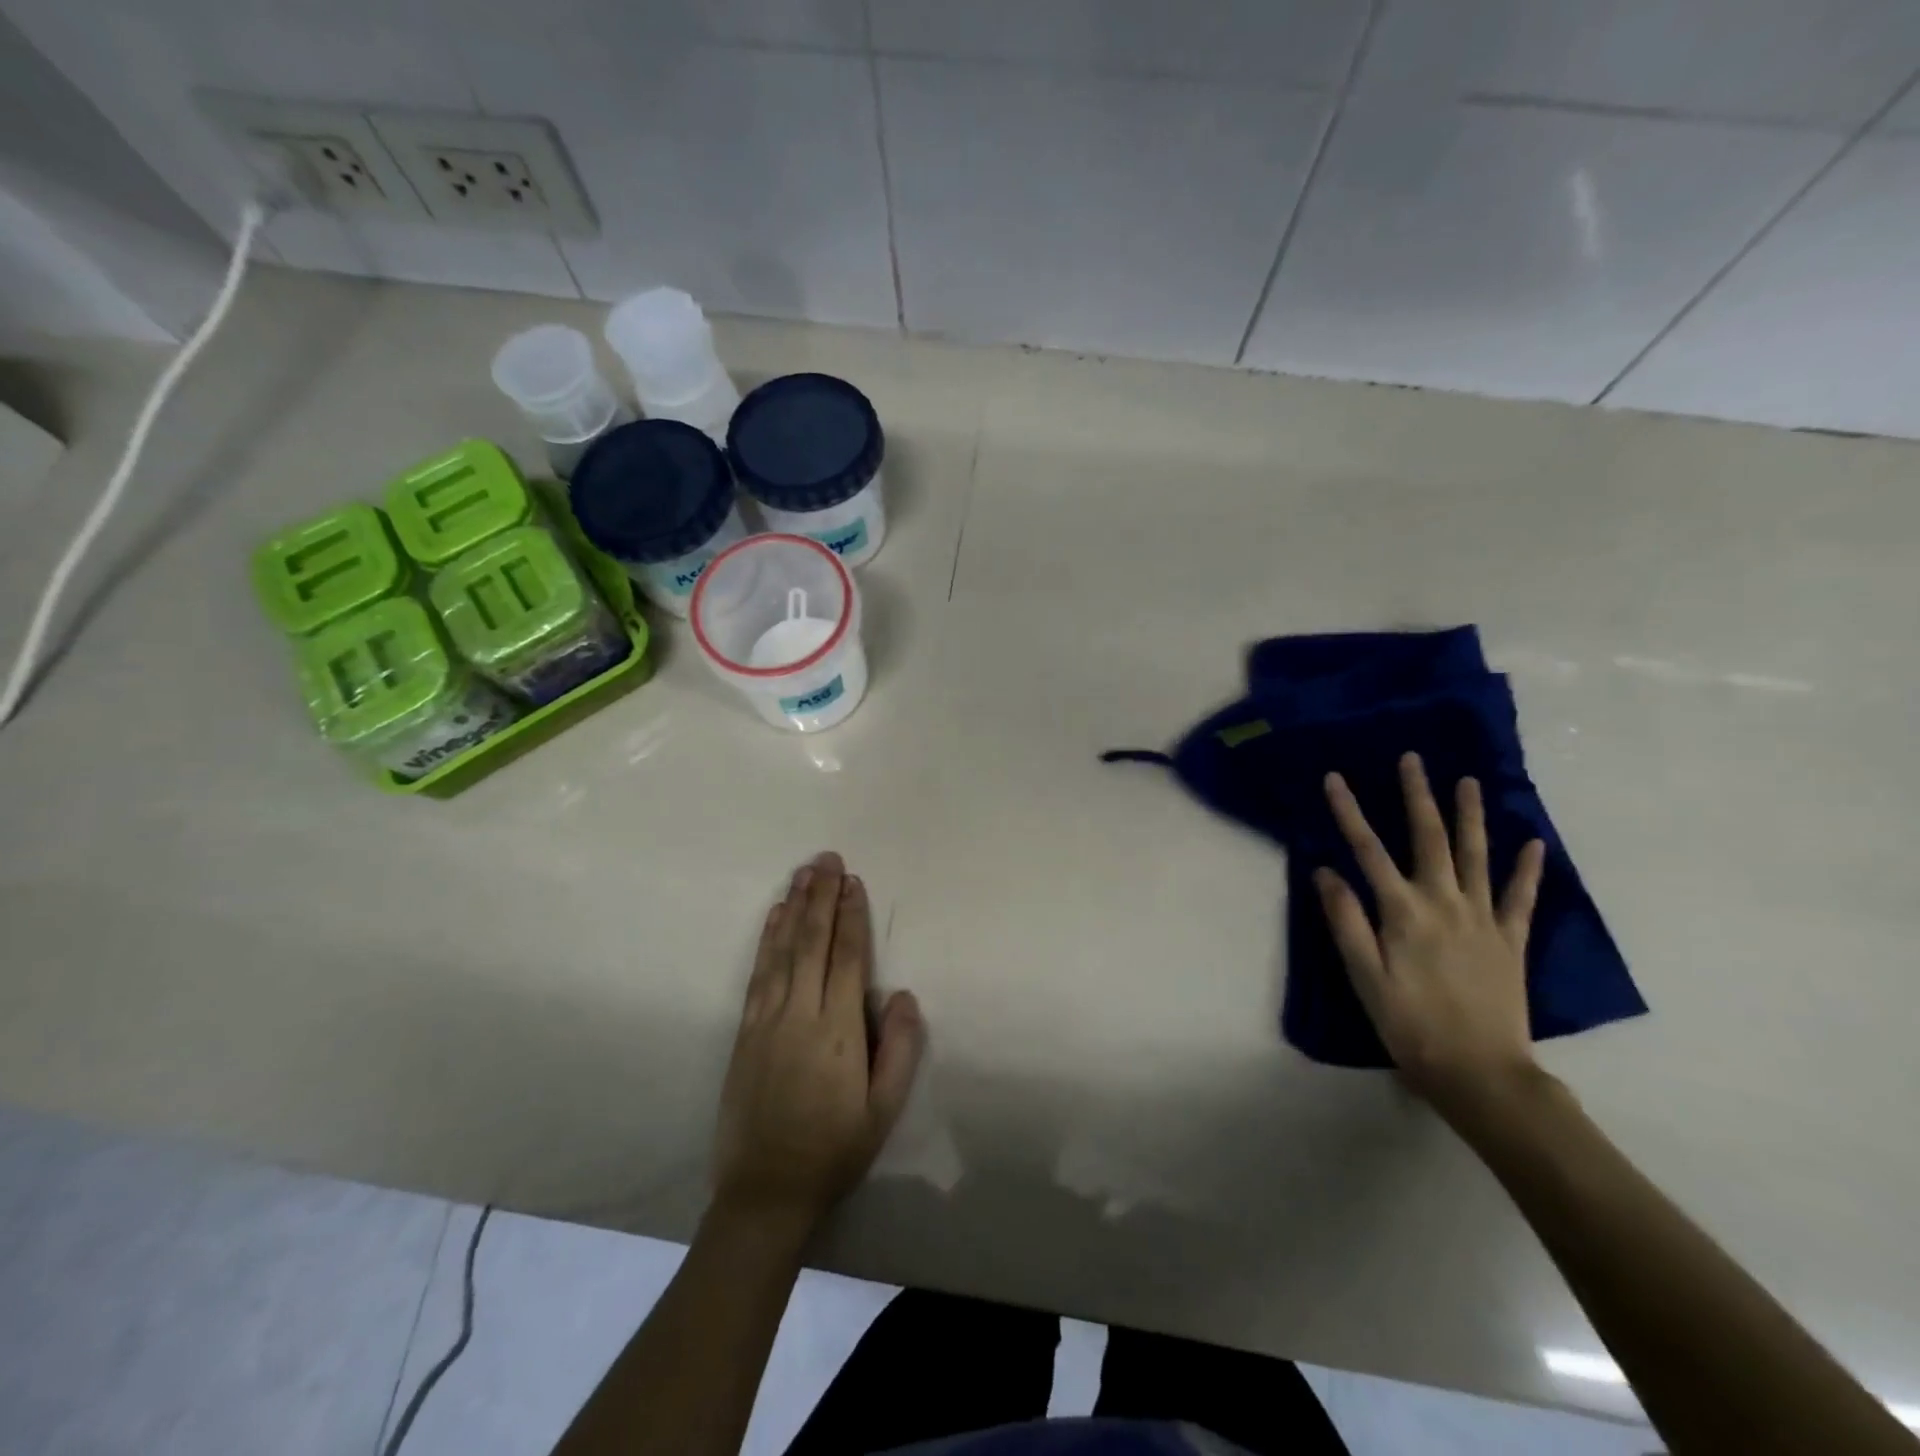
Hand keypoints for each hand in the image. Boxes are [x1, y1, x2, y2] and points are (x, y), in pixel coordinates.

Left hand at [712, 852, 925, 1242]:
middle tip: (827, 859)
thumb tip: (903, 994)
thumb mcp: (883, 1110)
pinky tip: (774, 916)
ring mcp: (767, 1020)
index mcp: (838, 1031)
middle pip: (813, 943)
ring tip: (803, 873)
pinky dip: (768, 939)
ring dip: (794, 907)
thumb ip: (898, 1049)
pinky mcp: (745, 1031)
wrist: (766, 1192)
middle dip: (822, 897)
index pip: (847, 958)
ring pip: (783, 951)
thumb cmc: (834, 1150)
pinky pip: (759, 973)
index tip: (853, 882)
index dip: (851, 916)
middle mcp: (800, 1014)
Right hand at [1315, 753, 1547, 1121]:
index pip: (1367, 850)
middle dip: (1418, 796)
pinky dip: (1527, 868)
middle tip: (1413, 759)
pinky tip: (1532, 842)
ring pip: (1476, 856)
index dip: (1349, 812)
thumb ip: (1346, 920)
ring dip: (1470, 815)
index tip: (1335, 778)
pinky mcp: (1510, 940)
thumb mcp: (1364, 976)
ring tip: (1468, 781)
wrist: (1481, 1073)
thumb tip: (1326, 871)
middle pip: (1429, 838)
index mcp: (1403, 912)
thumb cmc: (1410, 1024)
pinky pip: (1520, 897)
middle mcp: (1444, 903)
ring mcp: (1483, 919)